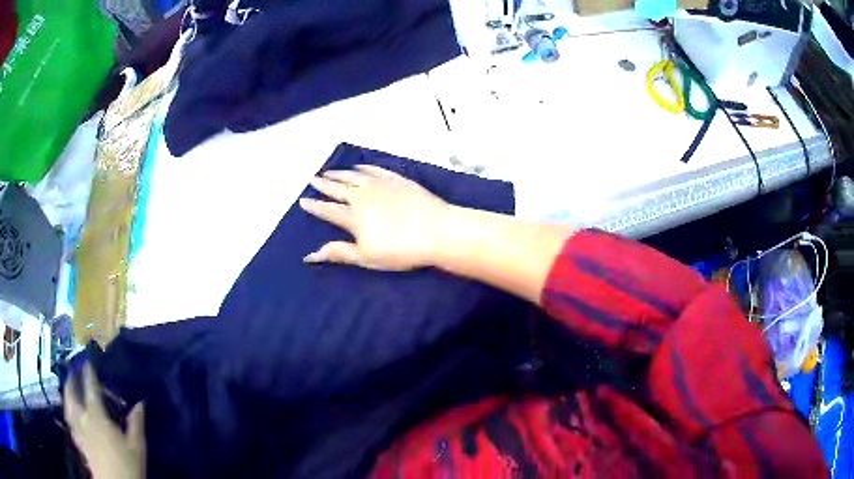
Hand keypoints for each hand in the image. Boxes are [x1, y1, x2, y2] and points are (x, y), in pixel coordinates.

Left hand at [64, 364, 145, 478]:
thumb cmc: (127, 466)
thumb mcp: (137, 446)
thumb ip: (136, 423)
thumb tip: (140, 402)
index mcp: (97, 417)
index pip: (91, 389)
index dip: (89, 374)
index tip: (88, 362)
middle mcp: (83, 419)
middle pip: (72, 395)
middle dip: (71, 381)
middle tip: (72, 371)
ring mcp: (79, 431)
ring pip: (67, 407)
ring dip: (66, 395)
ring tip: (67, 388)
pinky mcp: (79, 443)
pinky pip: (70, 423)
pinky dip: (68, 414)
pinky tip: (70, 415)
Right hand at [300, 165, 449, 270]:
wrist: (438, 230)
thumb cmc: (401, 249)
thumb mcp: (367, 257)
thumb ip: (338, 253)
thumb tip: (310, 256)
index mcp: (354, 216)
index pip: (328, 210)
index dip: (314, 206)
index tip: (303, 200)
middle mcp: (363, 196)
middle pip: (338, 188)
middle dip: (323, 184)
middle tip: (313, 178)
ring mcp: (381, 185)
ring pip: (355, 176)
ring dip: (340, 173)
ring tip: (329, 171)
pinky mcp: (398, 180)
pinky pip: (376, 170)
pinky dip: (365, 167)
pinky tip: (359, 166)